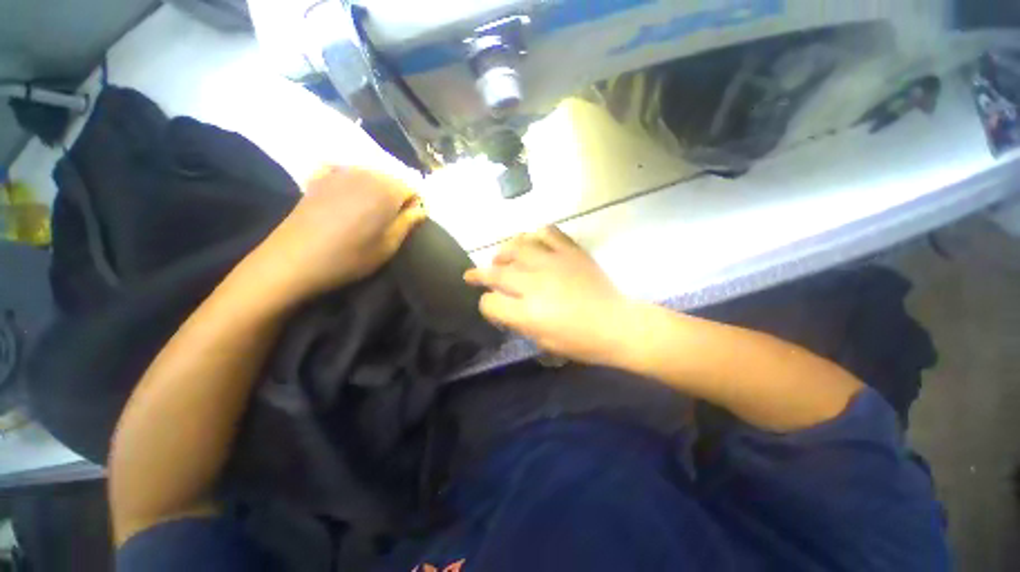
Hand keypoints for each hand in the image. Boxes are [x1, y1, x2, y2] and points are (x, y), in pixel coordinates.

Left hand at [256, 165, 425, 297]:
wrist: (294, 260)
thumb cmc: (350, 257)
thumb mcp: (388, 246)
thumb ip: (408, 223)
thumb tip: (421, 209)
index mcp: (386, 190)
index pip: (413, 188)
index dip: (415, 205)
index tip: (409, 222)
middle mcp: (365, 173)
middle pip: (392, 179)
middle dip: (396, 196)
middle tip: (390, 219)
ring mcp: (338, 172)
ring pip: (369, 174)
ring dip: (375, 189)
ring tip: (369, 210)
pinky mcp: (318, 178)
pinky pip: (342, 170)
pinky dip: (349, 178)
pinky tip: (346, 192)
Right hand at [464, 226, 633, 365]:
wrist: (617, 324)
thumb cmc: (580, 342)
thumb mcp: (543, 342)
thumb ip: (518, 321)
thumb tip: (504, 305)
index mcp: (528, 312)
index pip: (490, 303)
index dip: (485, 305)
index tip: (490, 305)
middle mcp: (535, 283)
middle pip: (496, 272)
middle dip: (479, 274)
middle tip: (473, 274)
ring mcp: (553, 262)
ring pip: (517, 246)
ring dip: (503, 252)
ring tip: (501, 257)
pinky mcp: (570, 251)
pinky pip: (547, 232)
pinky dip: (535, 235)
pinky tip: (532, 242)